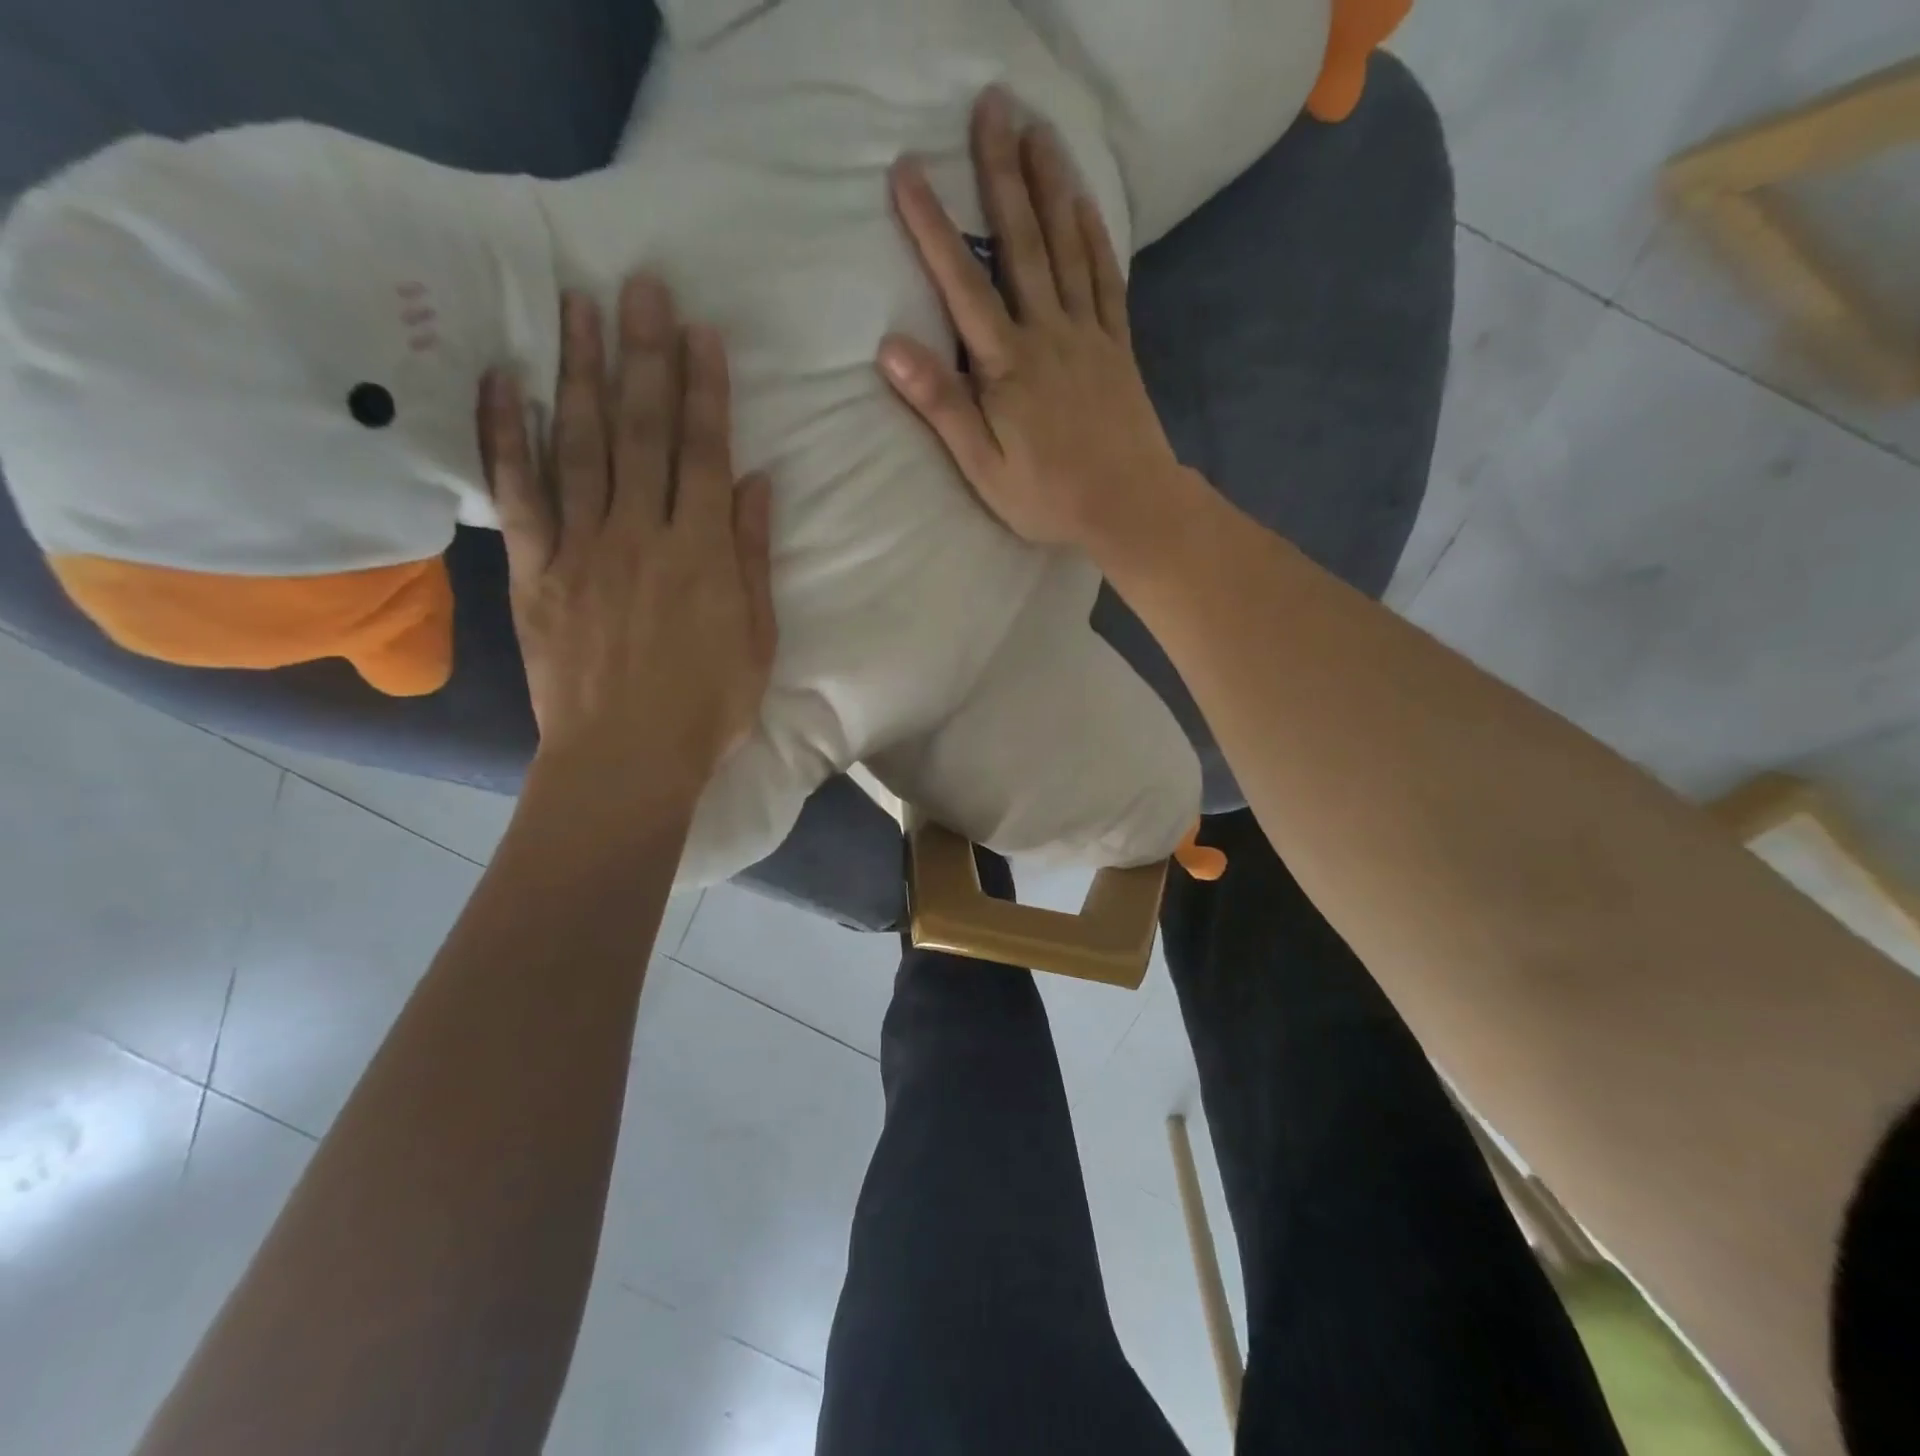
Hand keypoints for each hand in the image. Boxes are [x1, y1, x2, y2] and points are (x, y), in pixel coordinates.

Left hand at [480, 274, 775, 802]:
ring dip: (579, 372)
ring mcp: (582, 548)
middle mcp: (642, 533)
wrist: (627, 758)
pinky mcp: (534, 571)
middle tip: (639, 284)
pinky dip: (506, 438)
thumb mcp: (757, 638)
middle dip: (644, 355)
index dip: (704, 389)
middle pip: (643, 432)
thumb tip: (757, 484)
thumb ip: (753, 557)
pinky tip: (502, 384)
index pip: (705, 453)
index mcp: (702, 552)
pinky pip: (517, 496)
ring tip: (576, 305)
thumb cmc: (708, 707)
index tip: (699, 331)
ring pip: (580, 445)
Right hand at [877, 88, 1187, 561]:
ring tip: (1037, 129)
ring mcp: (1088, 335)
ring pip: (1068, 248)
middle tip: (991, 106)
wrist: (1129, 506)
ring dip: (1051, 185)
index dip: (933, 227)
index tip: (909, 170)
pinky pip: (1107, 279)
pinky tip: (1085, 203)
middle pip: (1022, 243)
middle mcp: (1048, 334)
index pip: (963, 284)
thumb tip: (891, 348)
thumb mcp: (983, 467)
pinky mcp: (1118, 346)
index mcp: (1008, 365)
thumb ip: (941, 406)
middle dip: (1002, 173)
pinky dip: (1096, 237)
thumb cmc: (1048, 497)